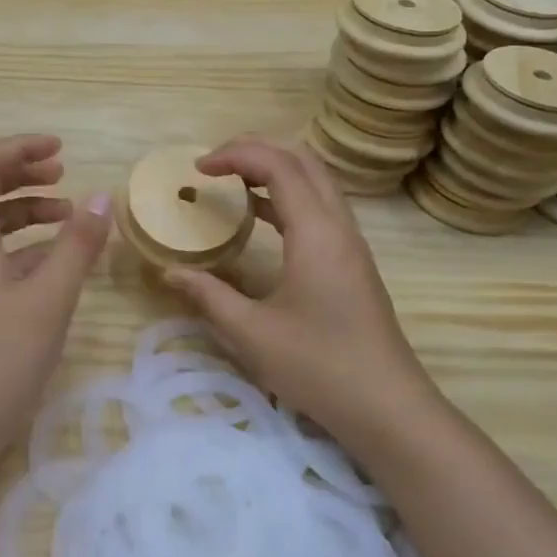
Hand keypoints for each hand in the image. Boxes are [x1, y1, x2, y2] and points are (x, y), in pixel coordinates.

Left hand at [0, 135, 111, 442]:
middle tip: (64, 173)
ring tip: (68, 213)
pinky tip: (57, 260)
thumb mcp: (50, 296)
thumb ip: (77, 244)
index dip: (20, 148)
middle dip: (23, 174)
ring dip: (25, 209)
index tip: (60, 149)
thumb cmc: (1, 355)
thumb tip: (101, 197)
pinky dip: (23, 245)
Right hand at [163, 137, 440, 449]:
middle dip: (257, 149)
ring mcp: (350, 243)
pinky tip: (259, 215)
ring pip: (316, 180)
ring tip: (231, 180)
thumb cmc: (319, 367)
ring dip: (274, 169)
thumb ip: (207, 296)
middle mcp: (338, 226)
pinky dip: (287, 195)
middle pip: (303, 160)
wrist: (388, 407)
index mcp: (316, 233)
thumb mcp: (252, 334)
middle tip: (214, 162)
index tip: (198, 169)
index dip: (236, 155)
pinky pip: (320, 206)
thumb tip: (169, 272)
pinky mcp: (351, 260)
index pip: (279, 165)